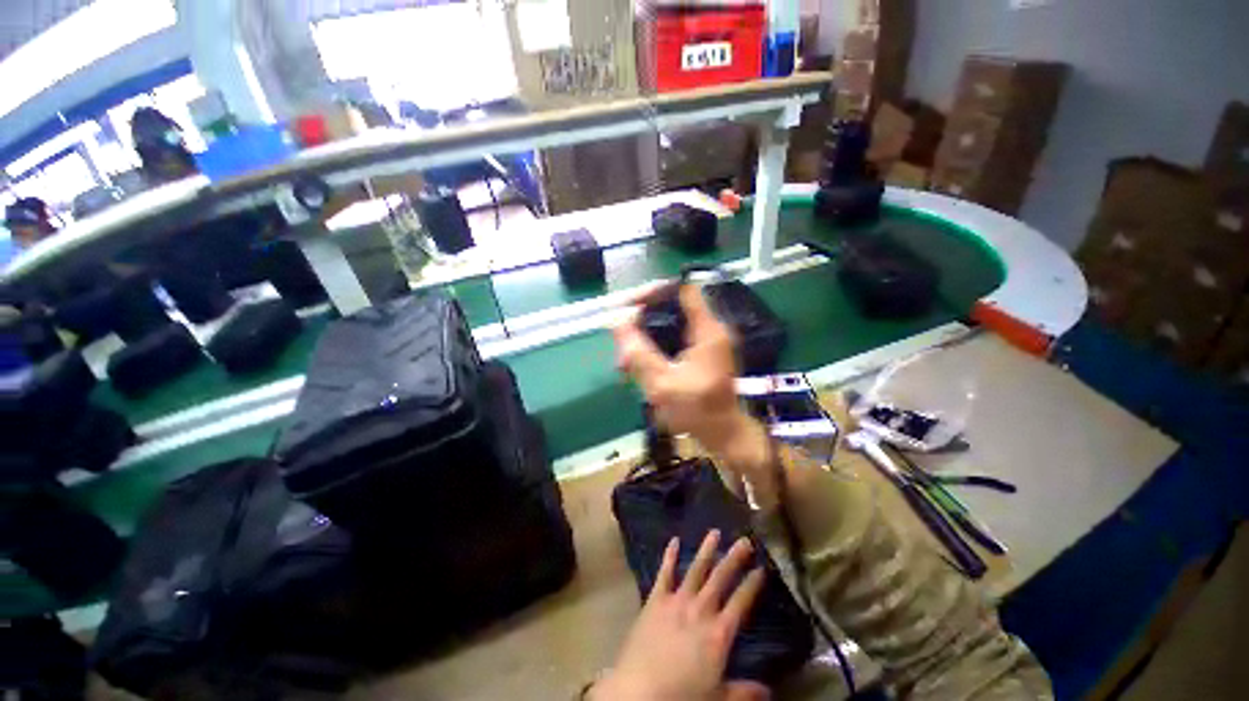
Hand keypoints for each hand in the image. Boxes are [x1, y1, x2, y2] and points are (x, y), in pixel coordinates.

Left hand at [592, 531, 769, 700]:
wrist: (640, 692)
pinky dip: (669, 556)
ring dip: (706, 550)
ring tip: (714, 532)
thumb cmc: (682, 697)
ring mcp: (676, 600)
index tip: (762, 568)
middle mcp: (700, 610)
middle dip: (734, 558)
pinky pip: (664, 573)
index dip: (752, 584)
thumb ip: (744, 692)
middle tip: (744, 540)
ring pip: (695, 569)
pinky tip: (673, 540)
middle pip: (721, 578)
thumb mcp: (718, 699)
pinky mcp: (655, 599)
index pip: (741, 602)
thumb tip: (769, 690)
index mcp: (719, 633)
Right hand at [612, 284, 770, 477]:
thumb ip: (638, 352)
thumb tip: (616, 322)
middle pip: (671, 308)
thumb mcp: (663, 383)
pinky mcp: (701, 354)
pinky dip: (654, 349)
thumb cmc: (698, 411)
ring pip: (668, 326)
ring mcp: (705, 342)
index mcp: (707, 330)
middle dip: (642, 322)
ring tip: (624, 363)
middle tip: (621, 342)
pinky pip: (673, 341)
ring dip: (644, 339)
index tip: (628, 306)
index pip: (681, 290)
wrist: (724, 435)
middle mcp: (709, 329)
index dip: (653, 292)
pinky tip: (638, 368)